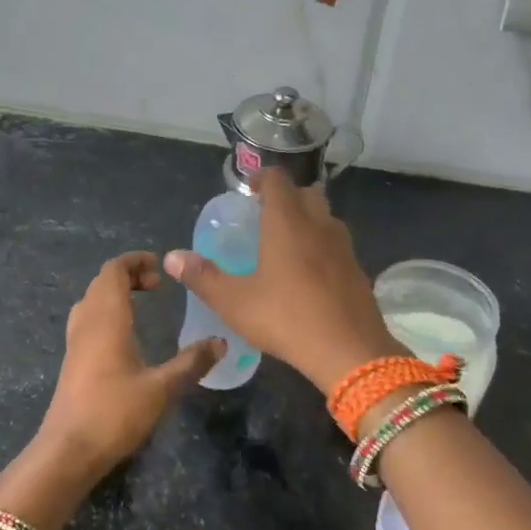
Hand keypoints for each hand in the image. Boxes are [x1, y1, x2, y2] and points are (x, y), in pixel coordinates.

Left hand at [31, 252, 223, 489]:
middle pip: (101, 282)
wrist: (69, 450)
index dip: (135, 261)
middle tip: (157, 286)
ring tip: (142, 304)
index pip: (113, 270)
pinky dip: (106, 313)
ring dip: (114, 294)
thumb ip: (192, 362)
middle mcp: (87, 323)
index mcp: (106, 319)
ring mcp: (75, 342)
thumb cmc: (115, 413)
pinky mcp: (72, 361)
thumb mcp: (162, 388)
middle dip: (128, 275)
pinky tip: (125, 336)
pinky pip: (87, 320)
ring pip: (91, 301)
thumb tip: (221, 342)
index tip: (161, 268)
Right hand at [163, 170, 401, 393]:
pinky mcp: (358, 270)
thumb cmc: (286, 318)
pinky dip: (322, 247)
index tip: (248, 190)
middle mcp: (319, 224)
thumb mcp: (234, 302)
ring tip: (286, 243)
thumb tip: (172, 257)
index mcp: (287, 222)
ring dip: (307, 220)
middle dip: (286, 197)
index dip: (261, 178)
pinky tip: (309, 274)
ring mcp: (344, 247)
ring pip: (325, 218)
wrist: (350, 351)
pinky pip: (337, 245)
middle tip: (265, 216)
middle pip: (305, 194)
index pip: (277, 180)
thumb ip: (202, 277)